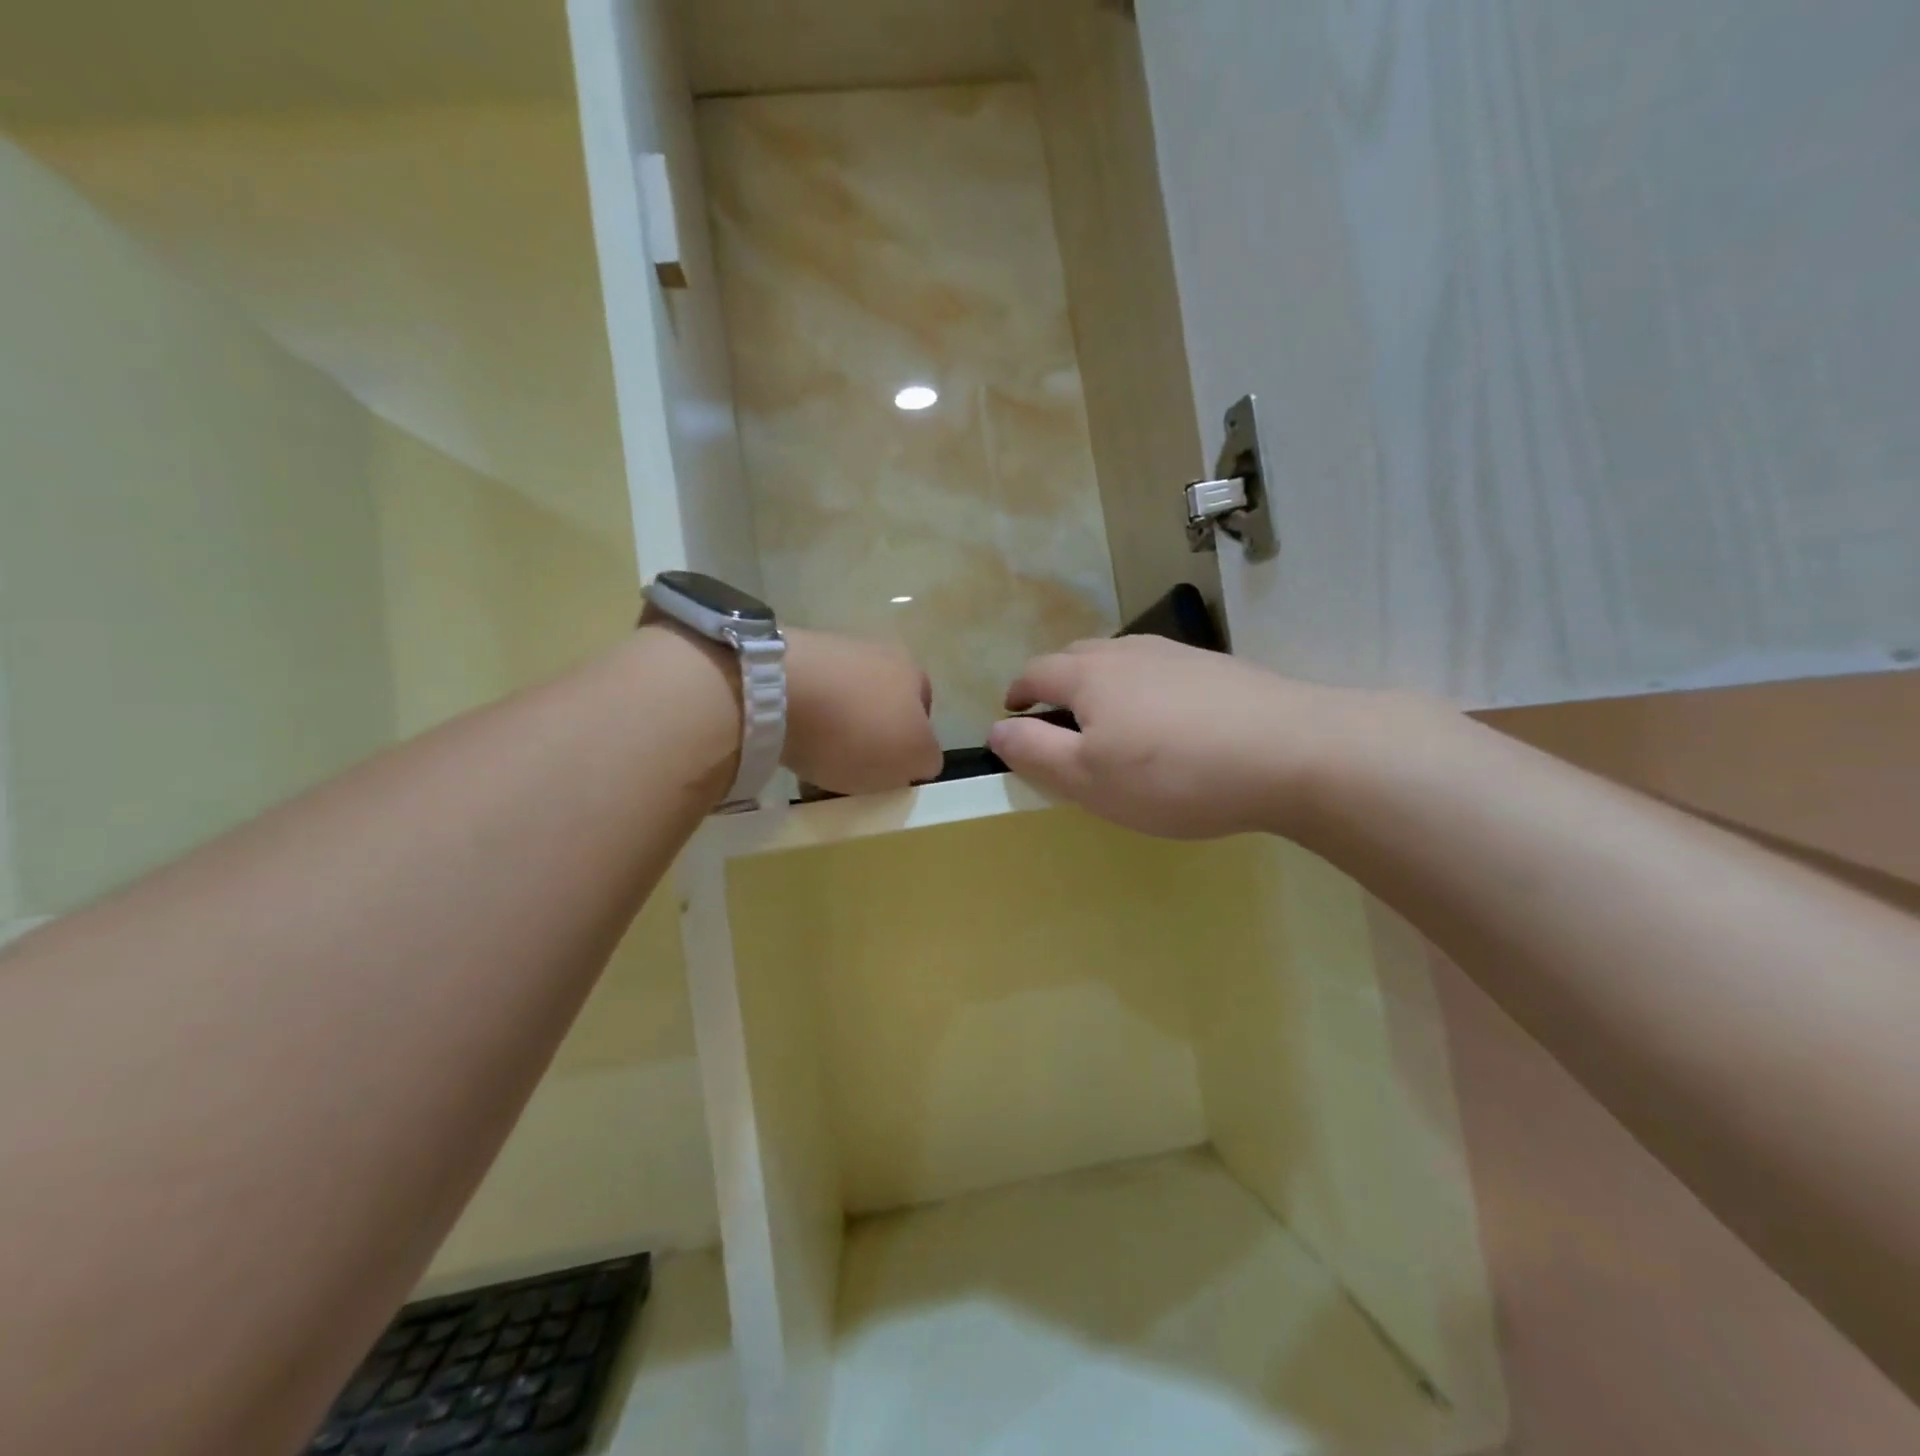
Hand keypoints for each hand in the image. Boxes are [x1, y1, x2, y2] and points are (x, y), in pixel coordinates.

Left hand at [783, 628, 943, 795]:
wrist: (774, 692)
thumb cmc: (858, 728)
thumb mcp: (914, 758)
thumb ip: (925, 759)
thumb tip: (916, 757)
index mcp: (911, 671)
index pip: (922, 713)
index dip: (908, 746)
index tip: (888, 774)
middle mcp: (873, 653)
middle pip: (877, 709)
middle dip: (866, 741)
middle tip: (851, 775)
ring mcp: (826, 652)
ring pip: (838, 707)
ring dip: (831, 736)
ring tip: (812, 769)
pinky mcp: (783, 661)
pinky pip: (801, 704)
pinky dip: (799, 727)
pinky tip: (786, 748)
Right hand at [988, 637, 1400, 839]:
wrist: (1292, 752)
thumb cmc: (1172, 774)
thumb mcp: (1088, 779)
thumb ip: (1035, 753)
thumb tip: (997, 728)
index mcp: (1089, 674)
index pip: (1037, 672)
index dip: (1019, 693)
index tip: (1013, 713)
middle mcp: (1129, 652)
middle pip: (1078, 657)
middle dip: (1058, 684)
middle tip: (1060, 721)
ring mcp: (1179, 655)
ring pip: (1123, 661)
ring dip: (1103, 685)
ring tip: (1112, 722)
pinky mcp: (1218, 669)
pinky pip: (1163, 673)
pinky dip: (1146, 692)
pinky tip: (1169, 724)